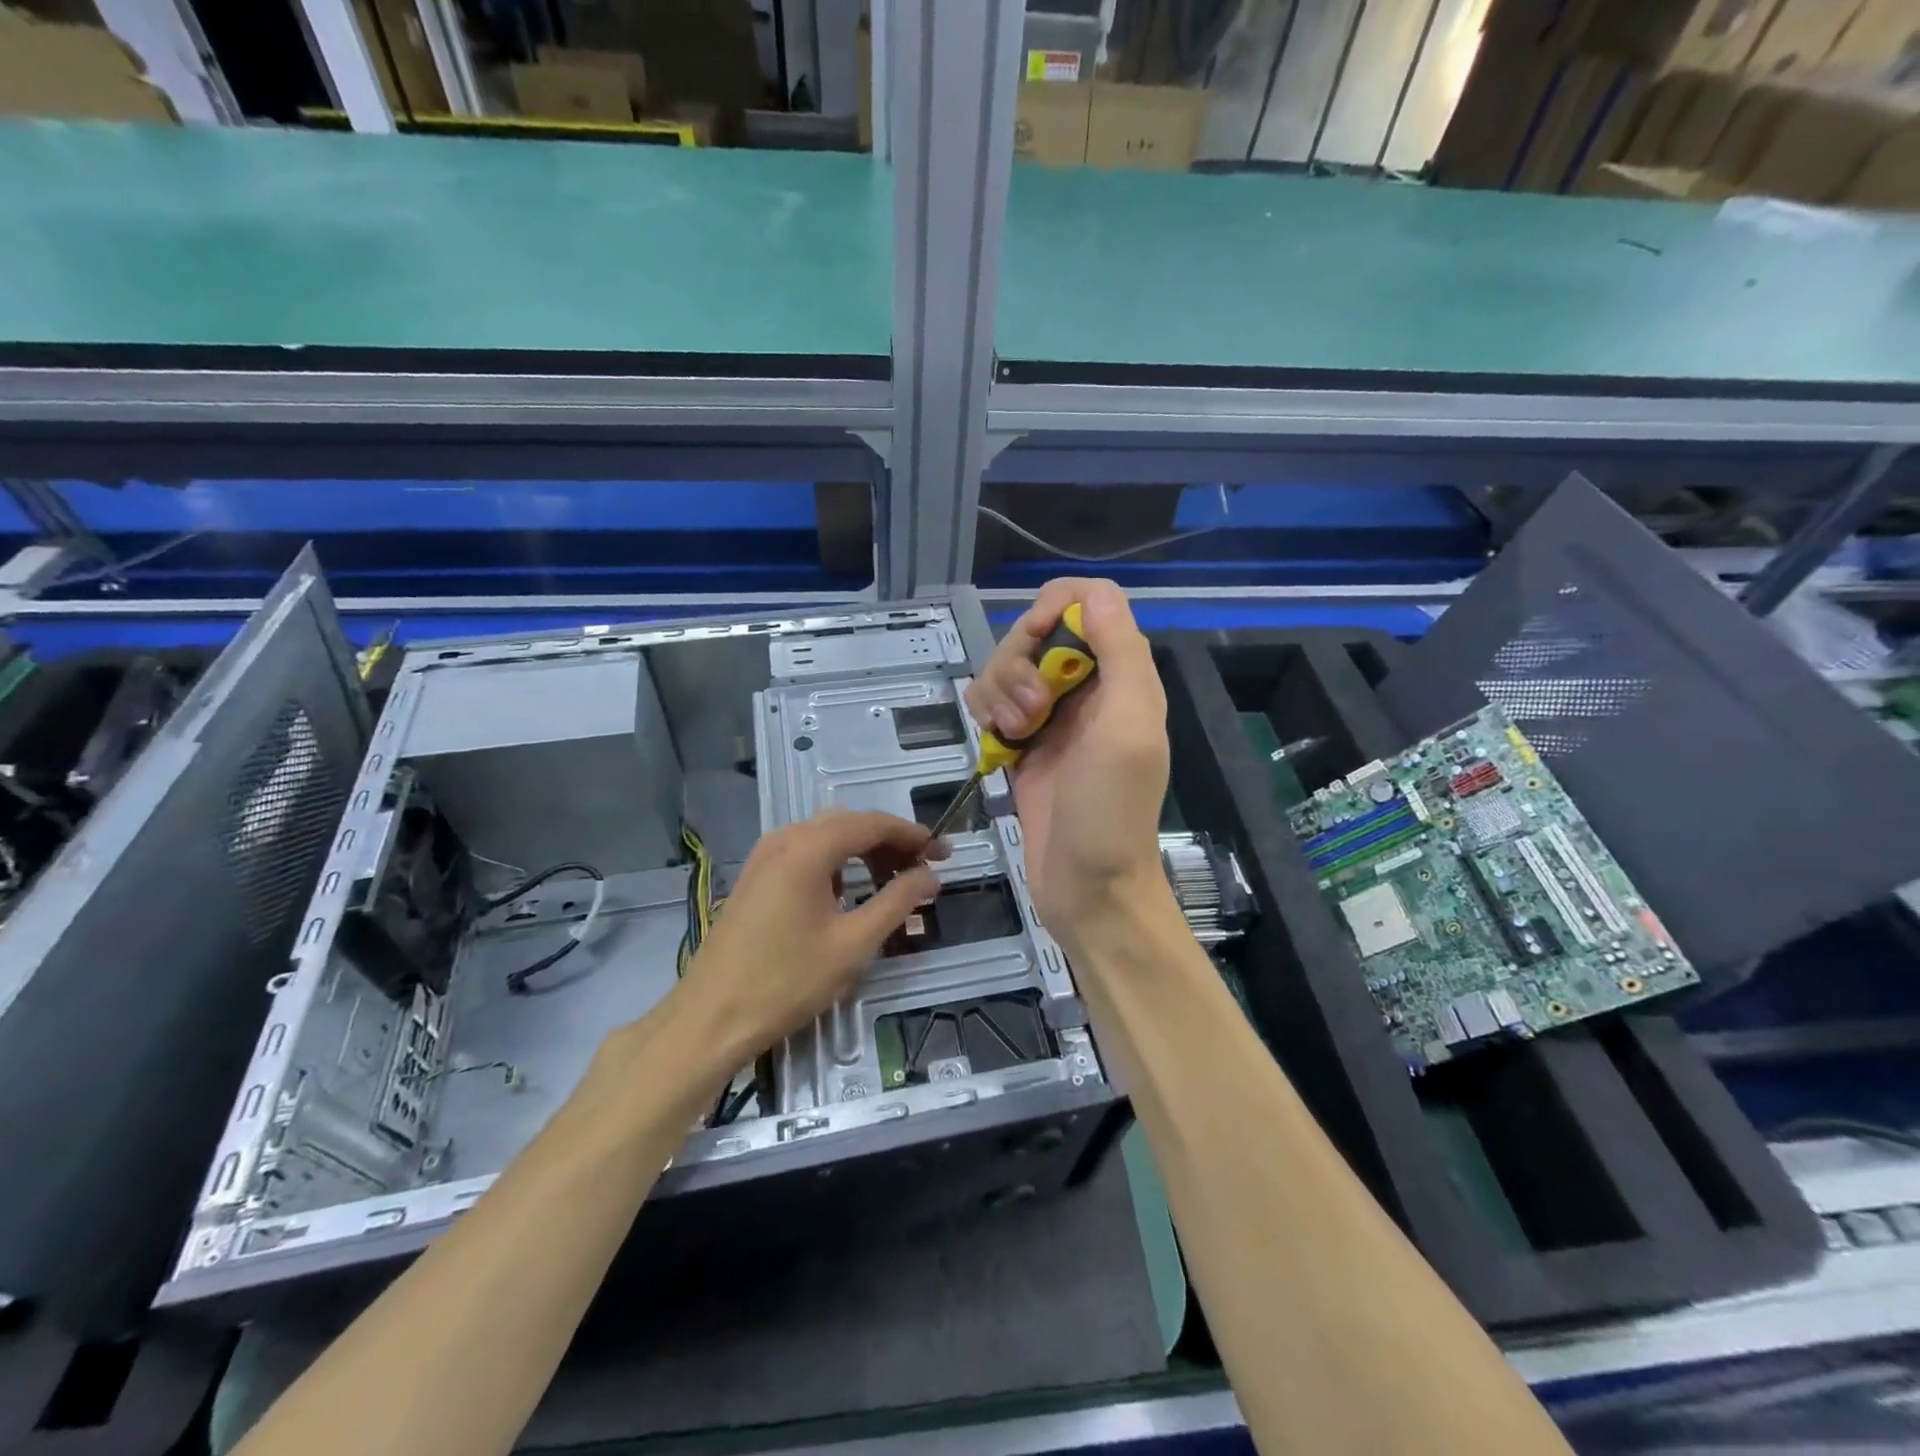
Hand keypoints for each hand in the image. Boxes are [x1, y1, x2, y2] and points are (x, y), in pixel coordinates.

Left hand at [678, 809, 944, 1055]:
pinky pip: (806, 853)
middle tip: (923, 870)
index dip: (913, 835)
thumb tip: (930, 877)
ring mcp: (765, 856)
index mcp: (808, 847)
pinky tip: (850, 892)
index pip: (873, 823)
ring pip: (827, 837)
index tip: (944, 854)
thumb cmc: (786, 981)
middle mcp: (785, 839)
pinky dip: (837, 863)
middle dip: (890, 842)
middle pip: (850, 824)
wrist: (709, 1019)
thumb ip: (897, 902)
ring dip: (864, 852)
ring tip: (893, 882)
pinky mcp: (755, 877)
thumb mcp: (853, 944)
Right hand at [965, 578, 1172, 951]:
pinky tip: (999, 744)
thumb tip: (1094, 594)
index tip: (1035, 642)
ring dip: (999, 692)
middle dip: (1019, 663)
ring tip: (1015, 735)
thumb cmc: (1111, 812)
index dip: (1055, 608)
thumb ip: (1121, 654)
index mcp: (1124, 675)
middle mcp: (1089, 687)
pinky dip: (986, 714)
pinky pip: (991, 701)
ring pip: (1007, 665)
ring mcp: (1052, 715)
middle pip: (1036, 631)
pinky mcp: (1022, 742)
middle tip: (1030, 714)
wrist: (1088, 887)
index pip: (1090, 602)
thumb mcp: (1127, 728)